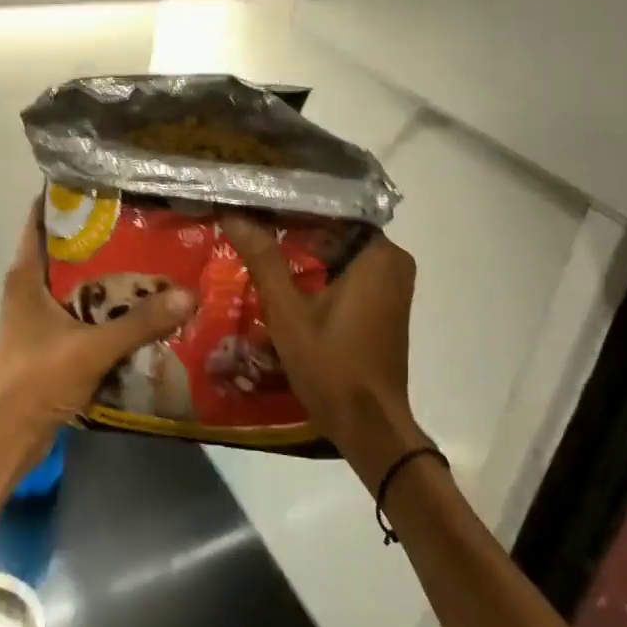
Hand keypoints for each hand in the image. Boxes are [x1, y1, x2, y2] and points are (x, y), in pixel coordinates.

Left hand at [0, 204, 193, 459]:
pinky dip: (106, 306)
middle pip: (66, 249)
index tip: (107, 182)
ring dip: (108, 273)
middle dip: (102, 235)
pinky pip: (82, 311)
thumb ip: (139, 324)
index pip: (41, 219)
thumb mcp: (92, 348)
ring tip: (152, 256)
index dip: (69, 197)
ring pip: (77, 282)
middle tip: (145, 218)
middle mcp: (30, 288)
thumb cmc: (36, 380)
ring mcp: (38, 316)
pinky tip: (140, 306)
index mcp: (26, 275)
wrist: (5, 440)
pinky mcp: (50, 341)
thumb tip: (188, 295)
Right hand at [220, 216, 428, 490]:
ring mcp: (391, 283)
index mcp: (378, 254)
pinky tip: (281, 272)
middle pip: (334, 229)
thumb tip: (233, 213)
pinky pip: (347, 270)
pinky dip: (318, 269)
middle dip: (293, 226)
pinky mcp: (384, 303)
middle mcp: (392, 260)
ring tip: (257, 239)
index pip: (329, 209)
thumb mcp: (288, 311)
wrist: (369, 427)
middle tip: (249, 218)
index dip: (288, 203)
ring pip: (339, 250)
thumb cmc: (331, 365)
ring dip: (303, 249)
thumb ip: (263, 258)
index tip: (254, 199)